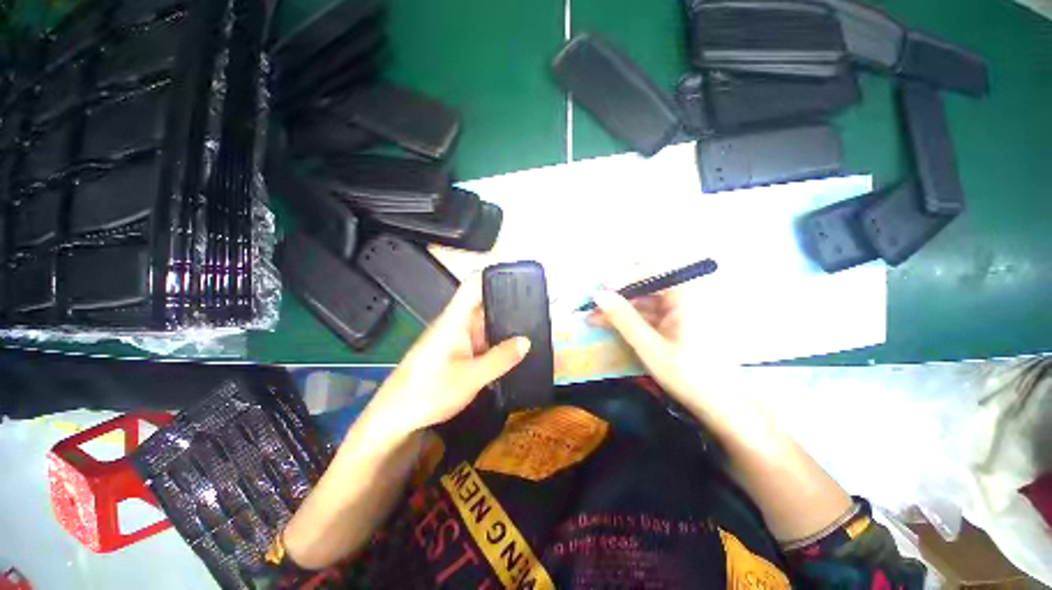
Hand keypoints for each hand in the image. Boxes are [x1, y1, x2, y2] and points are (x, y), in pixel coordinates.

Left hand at [366, 276, 529, 435]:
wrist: (395, 418)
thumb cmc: (428, 392)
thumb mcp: (470, 378)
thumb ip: (500, 359)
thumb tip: (526, 341)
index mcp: (455, 320)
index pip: (473, 286)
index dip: (494, 277)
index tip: (520, 279)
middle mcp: (457, 323)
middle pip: (485, 304)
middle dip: (509, 305)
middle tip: (539, 309)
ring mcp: (457, 338)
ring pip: (485, 325)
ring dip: (505, 326)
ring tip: (535, 327)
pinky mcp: (458, 352)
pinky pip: (482, 341)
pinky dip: (498, 343)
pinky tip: (516, 349)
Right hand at [587, 285, 721, 406]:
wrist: (722, 406)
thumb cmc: (689, 376)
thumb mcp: (650, 347)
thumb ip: (623, 318)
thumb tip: (599, 295)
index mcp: (688, 296)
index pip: (653, 268)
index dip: (625, 277)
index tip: (603, 292)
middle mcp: (687, 295)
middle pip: (647, 283)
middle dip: (619, 294)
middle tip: (594, 307)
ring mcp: (683, 308)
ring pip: (646, 298)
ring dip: (621, 307)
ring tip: (595, 318)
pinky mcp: (679, 320)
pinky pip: (651, 311)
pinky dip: (632, 317)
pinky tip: (612, 324)